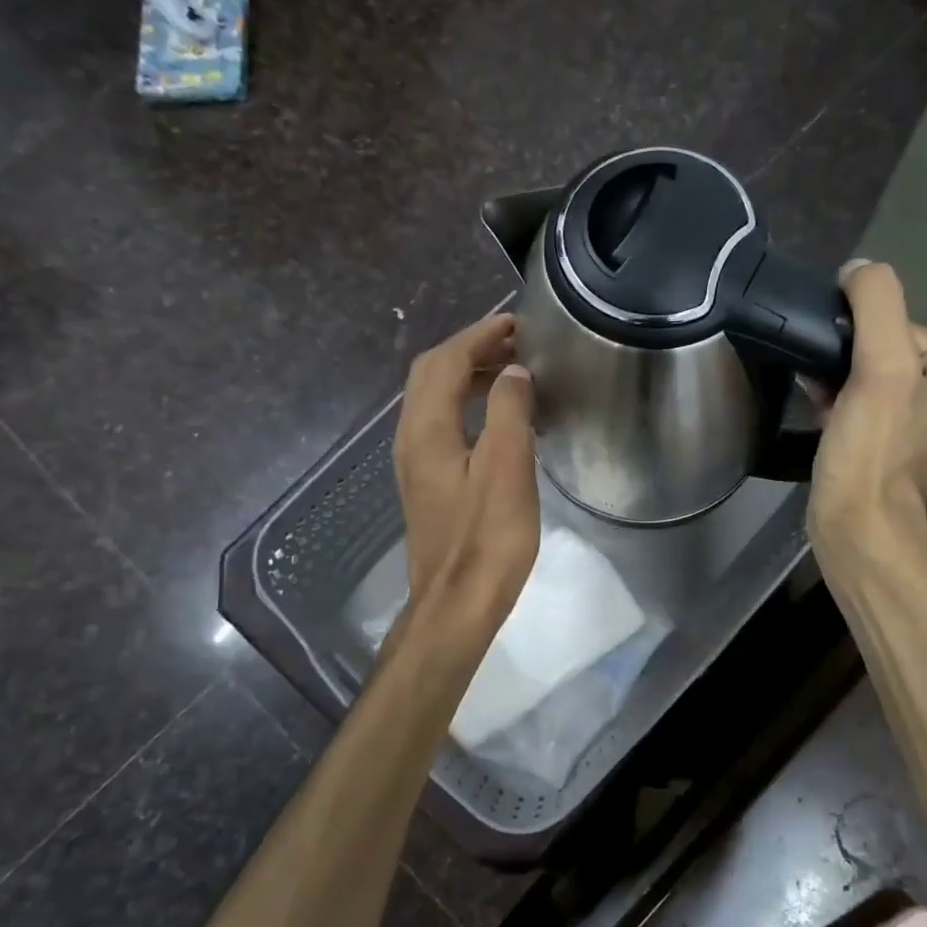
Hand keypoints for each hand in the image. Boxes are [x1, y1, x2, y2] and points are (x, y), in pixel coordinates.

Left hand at [394, 313, 539, 640]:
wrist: (456, 604)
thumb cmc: (487, 540)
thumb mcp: (507, 470)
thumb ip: (509, 412)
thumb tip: (513, 372)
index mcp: (427, 429)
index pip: (446, 362)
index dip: (479, 336)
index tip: (515, 322)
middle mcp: (411, 438)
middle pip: (431, 374)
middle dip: (469, 349)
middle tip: (514, 342)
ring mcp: (415, 463)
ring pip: (433, 399)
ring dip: (468, 376)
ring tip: (511, 373)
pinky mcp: (426, 484)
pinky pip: (441, 424)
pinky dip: (466, 404)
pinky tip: (497, 420)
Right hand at [807, 260, 926, 562]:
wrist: (856, 529)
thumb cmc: (874, 453)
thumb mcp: (882, 369)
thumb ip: (876, 305)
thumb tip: (858, 267)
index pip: (899, 323)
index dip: (860, 337)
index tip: (839, 368)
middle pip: (881, 344)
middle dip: (845, 357)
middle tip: (823, 382)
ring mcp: (916, 416)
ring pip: (864, 370)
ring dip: (834, 374)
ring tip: (816, 392)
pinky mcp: (885, 437)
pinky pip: (857, 396)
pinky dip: (833, 394)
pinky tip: (816, 404)